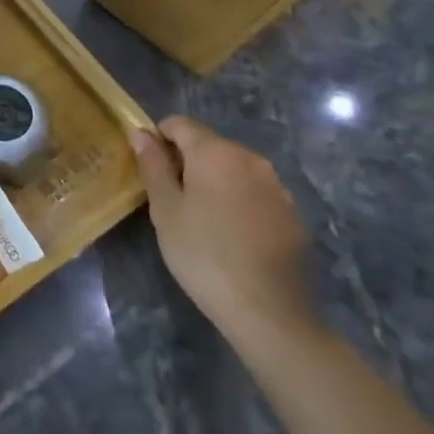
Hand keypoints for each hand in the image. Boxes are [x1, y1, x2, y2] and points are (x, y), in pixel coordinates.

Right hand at [129, 115, 317, 352]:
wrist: (266, 309)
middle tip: (170, 199)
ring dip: (214, 181)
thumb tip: (141, 133)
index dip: (158, 138)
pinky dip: (238, 201)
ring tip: (201, 219)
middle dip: (187, 161)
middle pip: (209, 144)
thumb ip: (153, 165)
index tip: (149, 168)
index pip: (180, 124)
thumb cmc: (202, 253)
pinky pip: (255, 193)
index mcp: (215, 152)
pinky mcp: (292, 213)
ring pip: (234, 169)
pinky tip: (231, 235)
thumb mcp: (165, 209)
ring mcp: (276, 186)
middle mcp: (250, 158)